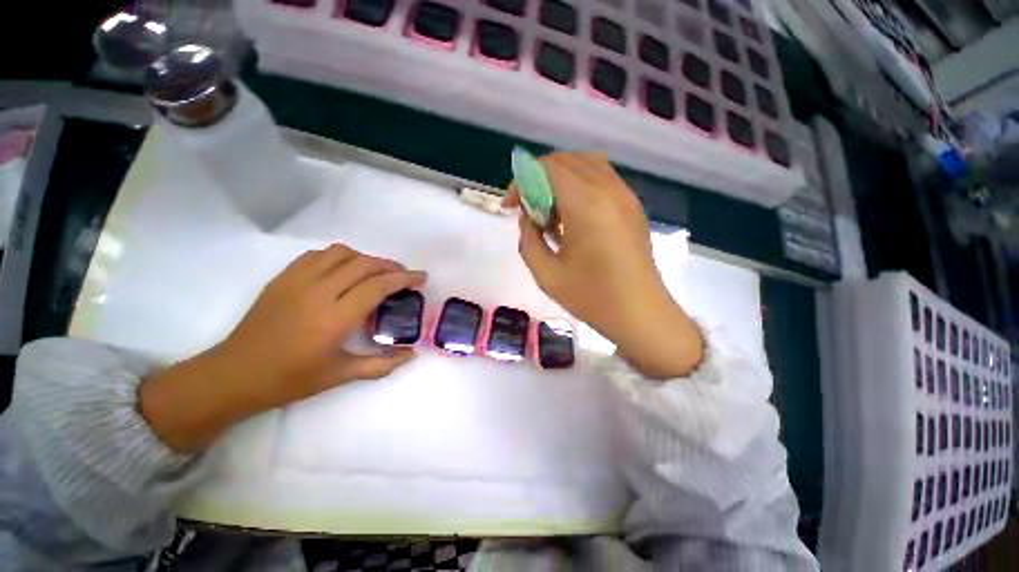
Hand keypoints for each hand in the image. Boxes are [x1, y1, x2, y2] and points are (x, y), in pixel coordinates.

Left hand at [141, 244, 425, 451]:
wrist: (235, 374)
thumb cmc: (291, 379)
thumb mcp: (341, 376)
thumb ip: (382, 364)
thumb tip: (412, 355)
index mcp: (335, 318)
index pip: (379, 286)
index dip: (405, 277)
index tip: (421, 277)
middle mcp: (319, 293)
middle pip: (364, 264)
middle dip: (391, 265)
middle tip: (403, 275)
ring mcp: (297, 281)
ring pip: (341, 253)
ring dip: (365, 258)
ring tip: (375, 272)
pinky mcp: (283, 278)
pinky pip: (317, 255)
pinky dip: (338, 257)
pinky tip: (343, 270)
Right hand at [507, 152, 702, 378]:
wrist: (640, 314)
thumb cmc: (592, 298)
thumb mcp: (546, 274)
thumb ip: (528, 240)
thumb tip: (527, 218)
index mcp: (586, 204)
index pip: (548, 167)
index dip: (522, 180)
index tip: (512, 206)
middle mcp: (608, 189)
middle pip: (566, 160)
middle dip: (539, 178)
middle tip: (529, 210)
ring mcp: (625, 195)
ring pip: (585, 164)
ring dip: (560, 179)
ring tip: (550, 212)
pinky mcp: (632, 205)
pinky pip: (602, 178)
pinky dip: (580, 185)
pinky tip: (573, 216)